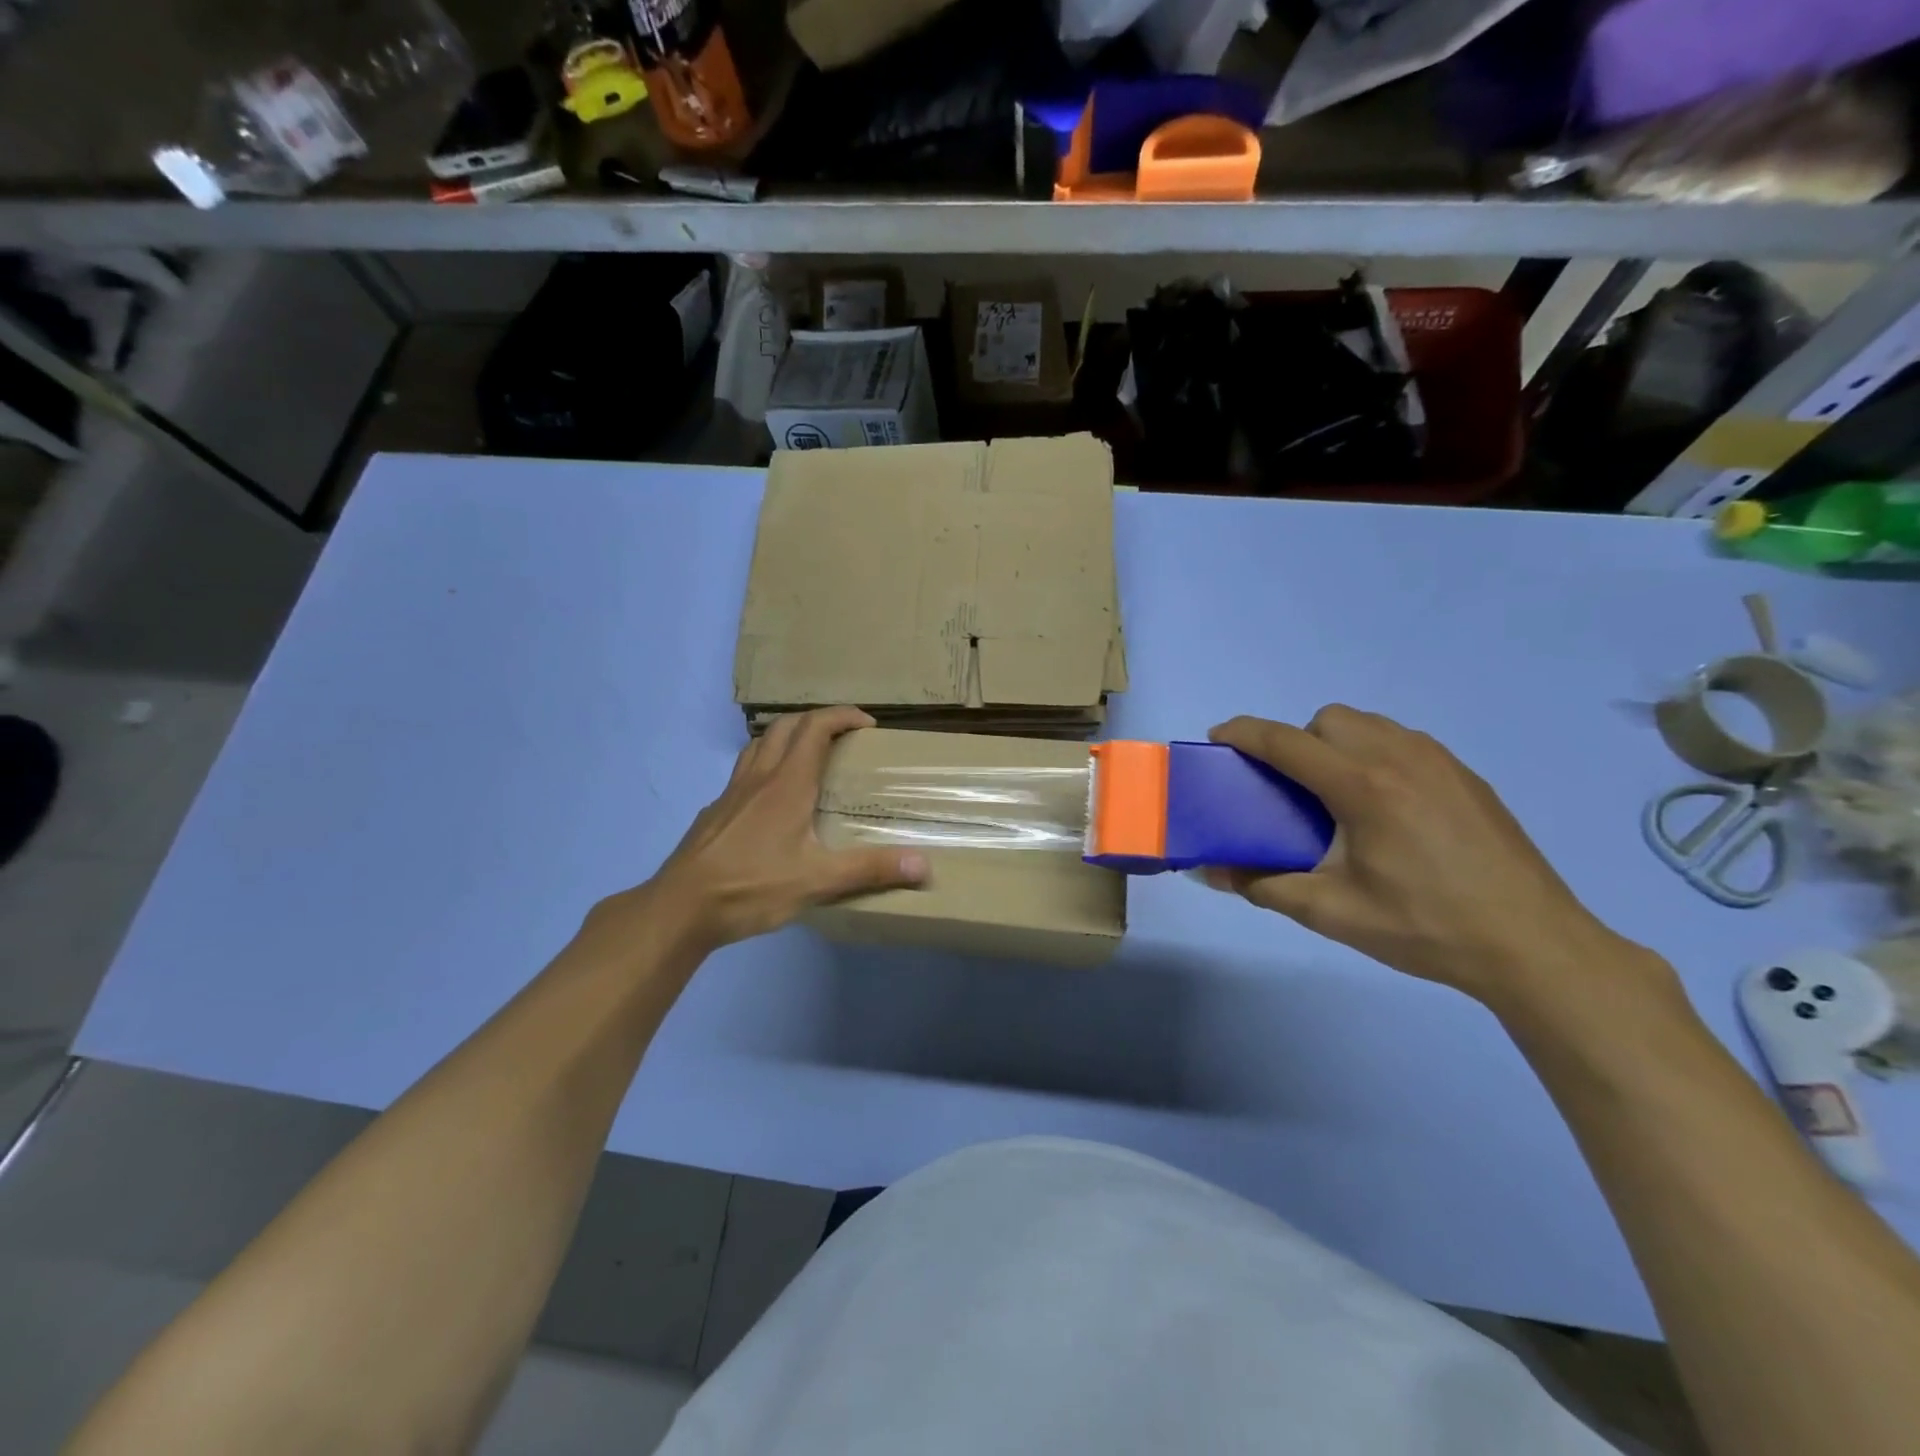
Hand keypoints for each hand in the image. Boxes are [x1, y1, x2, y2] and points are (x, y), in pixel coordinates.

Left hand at [639, 707, 927, 949]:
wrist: (680, 907)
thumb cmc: (751, 886)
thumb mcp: (817, 882)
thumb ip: (870, 870)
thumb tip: (924, 865)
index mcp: (787, 784)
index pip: (815, 728)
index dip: (842, 716)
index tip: (867, 724)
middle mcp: (758, 778)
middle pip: (786, 727)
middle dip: (817, 720)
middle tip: (842, 736)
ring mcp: (731, 793)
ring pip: (759, 745)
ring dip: (787, 737)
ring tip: (807, 757)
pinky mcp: (714, 812)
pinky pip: (743, 772)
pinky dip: (764, 766)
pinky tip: (769, 800)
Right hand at [1206, 708, 1639, 1010]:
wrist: (1531, 946)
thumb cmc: (1423, 927)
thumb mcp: (1331, 913)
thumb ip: (1262, 886)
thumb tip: (1209, 873)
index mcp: (1362, 787)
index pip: (1286, 741)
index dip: (1244, 733)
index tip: (1217, 739)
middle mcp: (1400, 758)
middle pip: (1329, 719)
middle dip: (1297, 740)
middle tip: (1292, 788)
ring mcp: (1440, 762)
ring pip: (1370, 724)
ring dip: (1338, 743)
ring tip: (1338, 796)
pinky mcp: (1467, 777)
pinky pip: (1403, 741)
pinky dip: (1375, 754)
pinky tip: (1386, 808)